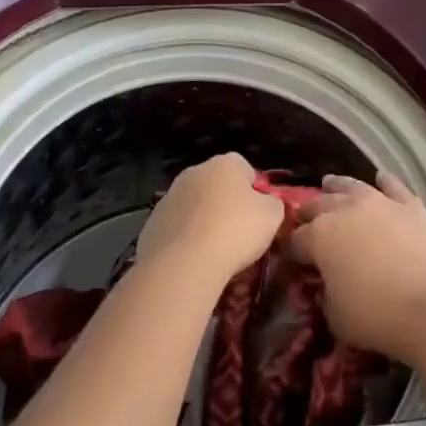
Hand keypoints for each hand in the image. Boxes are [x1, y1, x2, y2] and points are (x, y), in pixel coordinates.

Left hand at [136, 153, 283, 288]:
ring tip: (215, 253)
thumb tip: (266, 205)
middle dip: (227, 205)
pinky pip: (176, 228)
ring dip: (204, 222)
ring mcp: (169, 196)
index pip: (246, 170)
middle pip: (217, 186)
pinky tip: (193, 260)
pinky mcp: (152, 223)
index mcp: (225, 163)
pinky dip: (185, 240)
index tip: (259, 217)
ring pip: (194, 207)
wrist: (185, 263)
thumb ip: (273, 204)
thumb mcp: (273, 216)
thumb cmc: (236, 231)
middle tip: (238, 235)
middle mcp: (194, 171)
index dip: (255, 193)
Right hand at [289, 173, 425, 361]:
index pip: (297, 240)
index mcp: (320, 237)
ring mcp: (380, 203)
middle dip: (309, 212)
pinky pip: (393, 186)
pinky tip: (381, 178)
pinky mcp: (410, 205)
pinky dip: (385, 181)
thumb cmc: (378, 316)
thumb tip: (328, 285)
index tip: (292, 258)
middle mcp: (346, 210)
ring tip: (329, 183)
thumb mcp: (336, 317)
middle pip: (319, 205)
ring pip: (352, 186)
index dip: (291, 249)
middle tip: (304, 219)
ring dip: (337, 186)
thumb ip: (326, 295)